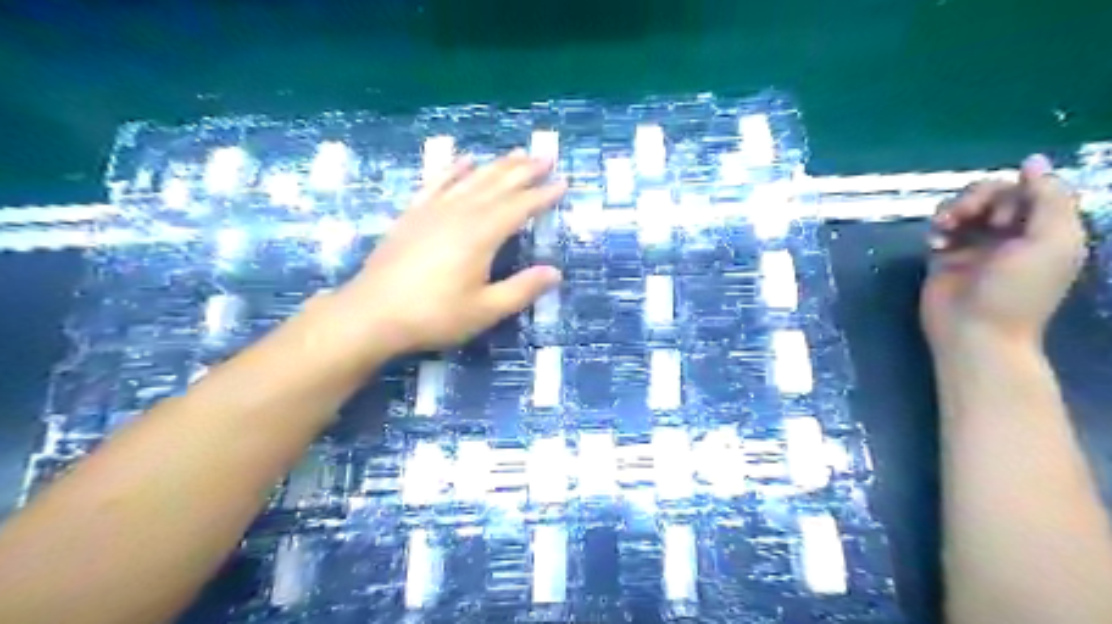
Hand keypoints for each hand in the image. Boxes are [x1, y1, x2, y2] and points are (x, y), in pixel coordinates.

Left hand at [334, 148, 564, 357]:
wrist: (372, 314)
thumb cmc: (433, 315)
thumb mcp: (485, 310)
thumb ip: (521, 289)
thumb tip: (555, 273)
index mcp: (481, 235)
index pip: (519, 207)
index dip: (543, 195)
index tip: (563, 182)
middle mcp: (459, 213)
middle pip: (498, 184)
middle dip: (524, 170)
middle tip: (546, 156)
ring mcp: (433, 210)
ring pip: (471, 178)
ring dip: (496, 165)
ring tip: (516, 152)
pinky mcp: (412, 214)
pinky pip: (437, 182)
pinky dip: (453, 169)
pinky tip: (463, 160)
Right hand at [922, 155, 1088, 349]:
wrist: (975, 333)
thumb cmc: (1018, 292)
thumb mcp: (1052, 242)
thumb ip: (1050, 199)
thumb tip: (1033, 161)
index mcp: (1045, 228)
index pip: (1029, 189)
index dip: (1013, 193)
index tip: (1005, 220)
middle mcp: (1012, 232)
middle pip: (993, 193)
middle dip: (977, 198)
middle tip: (964, 217)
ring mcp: (976, 243)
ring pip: (964, 206)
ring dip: (953, 209)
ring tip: (943, 228)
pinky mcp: (945, 255)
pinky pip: (940, 226)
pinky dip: (937, 227)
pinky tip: (935, 242)